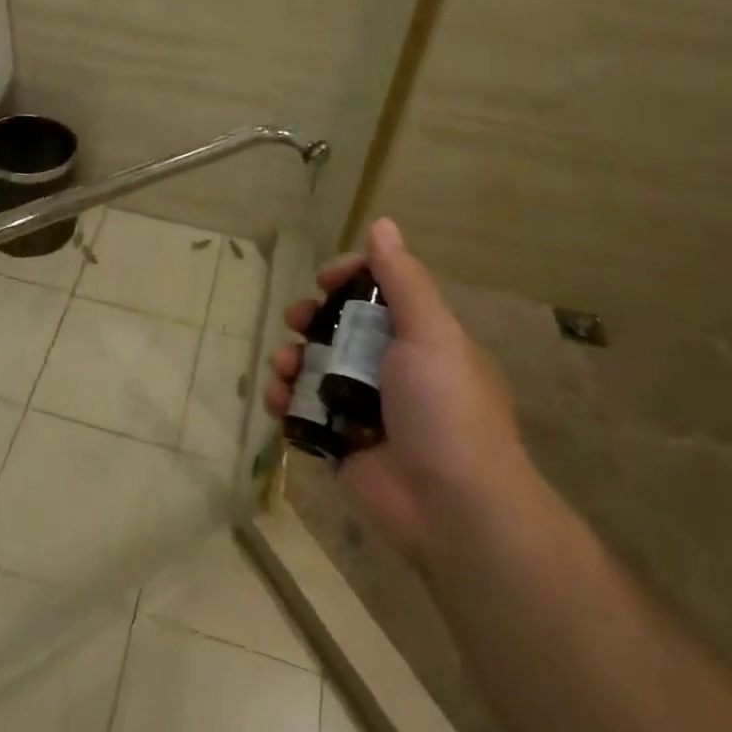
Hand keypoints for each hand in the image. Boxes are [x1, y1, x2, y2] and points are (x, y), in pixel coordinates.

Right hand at [264, 217, 531, 555]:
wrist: (452, 507)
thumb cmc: (446, 409)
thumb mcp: (432, 334)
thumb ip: (403, 280)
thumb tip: (382, 223)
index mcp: (419, 339)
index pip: (376, 294)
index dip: (347, 279)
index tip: (323, 280)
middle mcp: (390, 368)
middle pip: (337, 328)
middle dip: (309, 319)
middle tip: (296, 322)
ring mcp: (363, 406)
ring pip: (313, 367)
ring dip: (290, 360)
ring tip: (283, 369)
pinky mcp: (340, 441)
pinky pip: (302, 409)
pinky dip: (285, 400)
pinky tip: (279, 400)